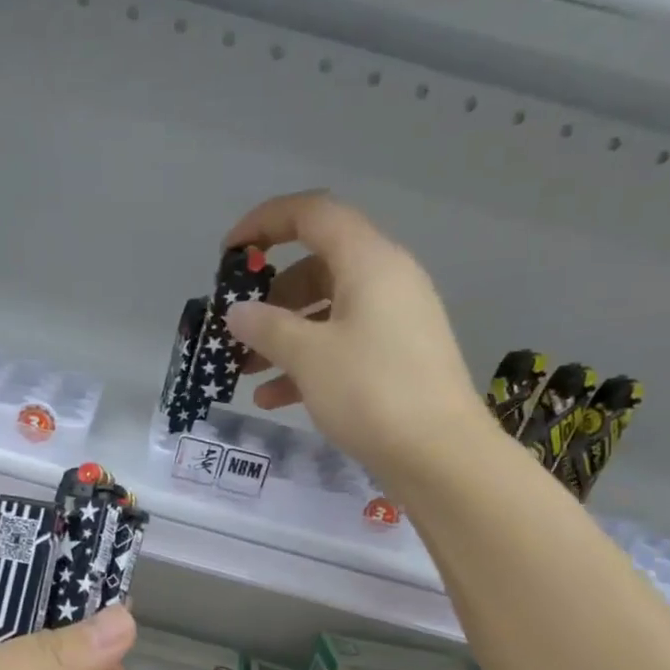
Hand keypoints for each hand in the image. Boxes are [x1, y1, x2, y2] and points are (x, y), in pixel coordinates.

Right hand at [222, 191, 493, 487]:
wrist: (440, 456)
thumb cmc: (371, 392)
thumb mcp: (309, 356)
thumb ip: (266, 327)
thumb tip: (238, 313)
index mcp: (370, 261)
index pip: (313, 214)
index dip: (265, 223)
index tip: (230, 254)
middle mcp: (387, 281)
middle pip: (317, 268)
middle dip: (270, 297)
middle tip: (237, 327)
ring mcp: (395, 321)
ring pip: (327, 312)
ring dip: (283, 337)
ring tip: (245, 371)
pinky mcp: (397, 359)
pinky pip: (343, 345)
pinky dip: (308, 363)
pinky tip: (274, 398)